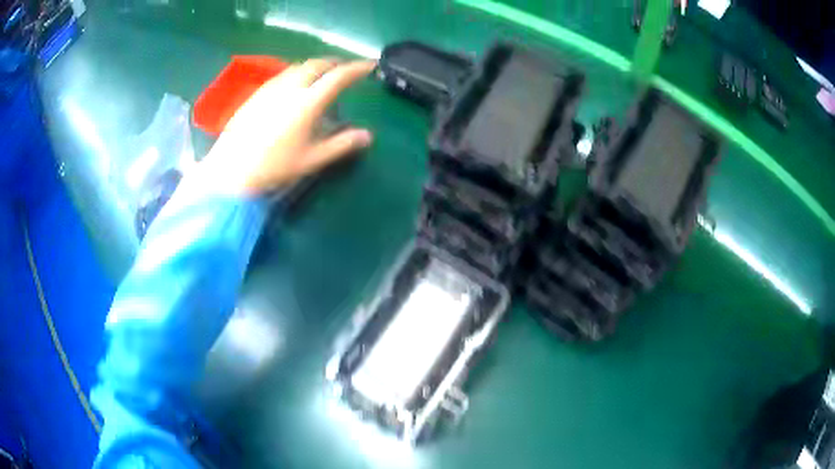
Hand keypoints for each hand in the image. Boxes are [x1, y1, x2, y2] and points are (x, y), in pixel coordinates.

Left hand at [200, 59, 375, 195]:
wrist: (231, 170)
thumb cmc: (274, 166)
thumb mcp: (312, 159)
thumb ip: (341, 144)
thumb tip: (368, 136)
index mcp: (308, 102)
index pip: (338, 77)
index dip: (357, 69)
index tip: (370, 66)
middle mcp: (290, 87)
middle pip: (317, 64)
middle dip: (335, 63)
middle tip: (346, 69)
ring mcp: (271, 88)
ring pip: (299, 66)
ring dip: (316, 66)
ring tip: (322, 75)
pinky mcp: (257, 93)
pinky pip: (284, 74)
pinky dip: (298, 73)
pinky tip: (295, 86)